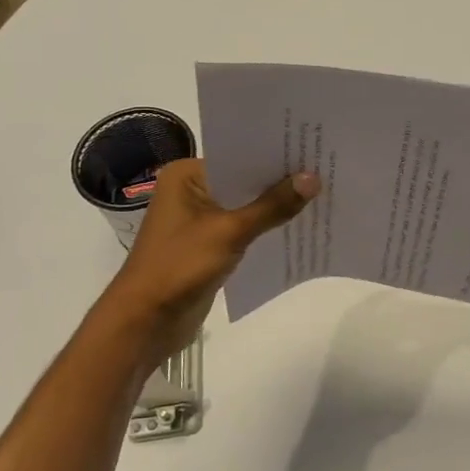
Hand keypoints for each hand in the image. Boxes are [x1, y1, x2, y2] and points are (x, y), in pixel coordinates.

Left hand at [102, 158, 318, 358]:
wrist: (145, 322)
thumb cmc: (179, 266)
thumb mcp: (230, 232)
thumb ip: (272, 206)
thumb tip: (313, 179)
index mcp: (186, 176)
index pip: (238, 155)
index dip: (274, 154)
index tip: (311, 148)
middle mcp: (191, 191)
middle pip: (244, 180)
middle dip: (279, 181)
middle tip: (324, 169)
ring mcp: (199, 219)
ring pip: (246, 205)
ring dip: (275, 206)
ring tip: (320, 195)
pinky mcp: (209, 244)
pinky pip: (244, 228)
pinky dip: (265, 227)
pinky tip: (298, 225)